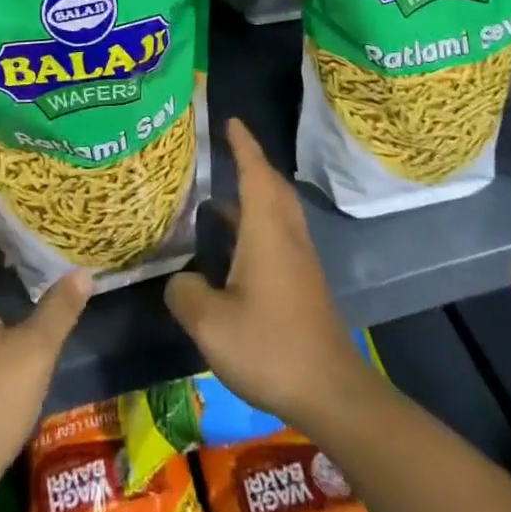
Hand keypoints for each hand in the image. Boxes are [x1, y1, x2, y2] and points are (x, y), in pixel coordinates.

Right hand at [164, 120, 376, 434]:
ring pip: (276, 210)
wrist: (331, 391)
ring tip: (216, 197)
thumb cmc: (270, 346)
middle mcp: (286, 234)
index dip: (242, 143)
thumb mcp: (211, 323)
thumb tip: (179, 279)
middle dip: (249, 163)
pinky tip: (233, 247)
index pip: (255, 171)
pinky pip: (278, 232)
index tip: (229, 120)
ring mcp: (299, 258)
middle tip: (222, 153)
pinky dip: (256, 222)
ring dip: (252, 194)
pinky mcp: (303, 281)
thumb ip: (186, 292)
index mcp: (267, 228)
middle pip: (270, 184)